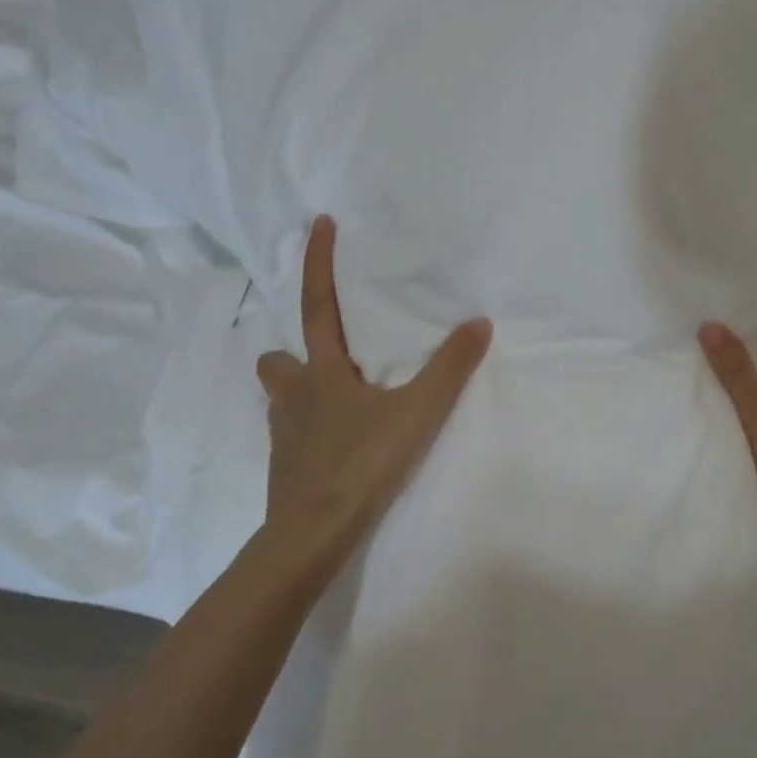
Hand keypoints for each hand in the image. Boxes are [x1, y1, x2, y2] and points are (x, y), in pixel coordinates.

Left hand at [256, 215, 491, 582]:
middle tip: (329, 357)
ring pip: (281, 398)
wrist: (312, 535)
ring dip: (301, 391)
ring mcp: (284, 434)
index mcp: (321, 372)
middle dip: (295, 352)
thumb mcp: (415, 414)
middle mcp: (295, 396)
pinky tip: (339, 444)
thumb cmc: (360, 464)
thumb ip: (449, 369)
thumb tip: (479, 322)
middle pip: (277, 359)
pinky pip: (293, 434)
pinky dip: (311, 430)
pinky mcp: (286, 468)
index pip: (316, 305)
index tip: (318, 222)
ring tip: (339, 401)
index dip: (317, 263)